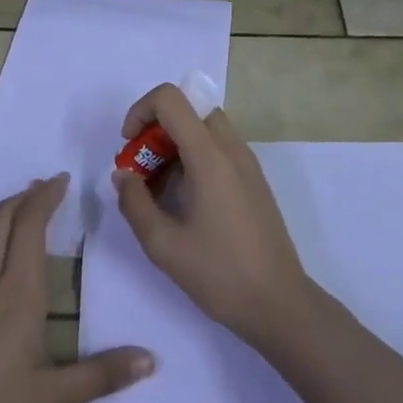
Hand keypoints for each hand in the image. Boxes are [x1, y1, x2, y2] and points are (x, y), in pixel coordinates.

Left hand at [0, 174, 152, 402]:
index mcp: (18, 292)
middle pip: (4, 218)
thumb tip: (151, 359)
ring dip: (3, 211)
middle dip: (27, 195)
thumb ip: (102, 374)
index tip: (62, 179)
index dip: (46, 196)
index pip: (32, 224)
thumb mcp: (51, 400)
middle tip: (46, 186)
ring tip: (21, 206)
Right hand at [112, 83, 312, 346]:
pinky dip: (194, 156)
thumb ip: (134, 203)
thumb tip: (123, 175)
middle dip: (157, 127)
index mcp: (210, 155)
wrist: (279, 304)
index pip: (171, 98)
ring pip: (204, 127)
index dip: (141, 111)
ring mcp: (247, 162)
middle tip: (142, 168)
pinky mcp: (254, 179)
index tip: (128, 146)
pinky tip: (185, 200)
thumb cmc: (219, 273)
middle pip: (189, 108)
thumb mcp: (163, 244)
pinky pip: (219, 147)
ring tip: (159, 188)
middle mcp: (231, 148)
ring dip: (175, 143)